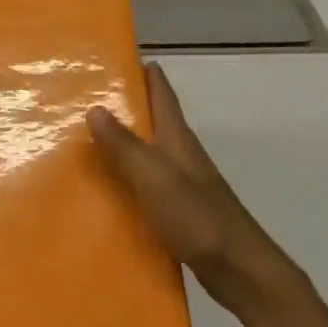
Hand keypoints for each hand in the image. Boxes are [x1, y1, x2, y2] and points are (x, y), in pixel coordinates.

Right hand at [86, 61, 301, 311]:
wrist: (239, 270)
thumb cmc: (198, 218)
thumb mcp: (155, 177)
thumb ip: (125, 145)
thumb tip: (95, 108)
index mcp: (178, 141)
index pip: (163, 96)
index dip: (147, 75)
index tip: (123, 56)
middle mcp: (182, 156)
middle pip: (154, 122)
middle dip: (127, 106)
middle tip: (89, 96)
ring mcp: (183, 184)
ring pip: (148, 152)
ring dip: (124, 142)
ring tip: (88, 139)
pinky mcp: (179, 210)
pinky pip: (146, 183)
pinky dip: (126, 177)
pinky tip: (107, 189)